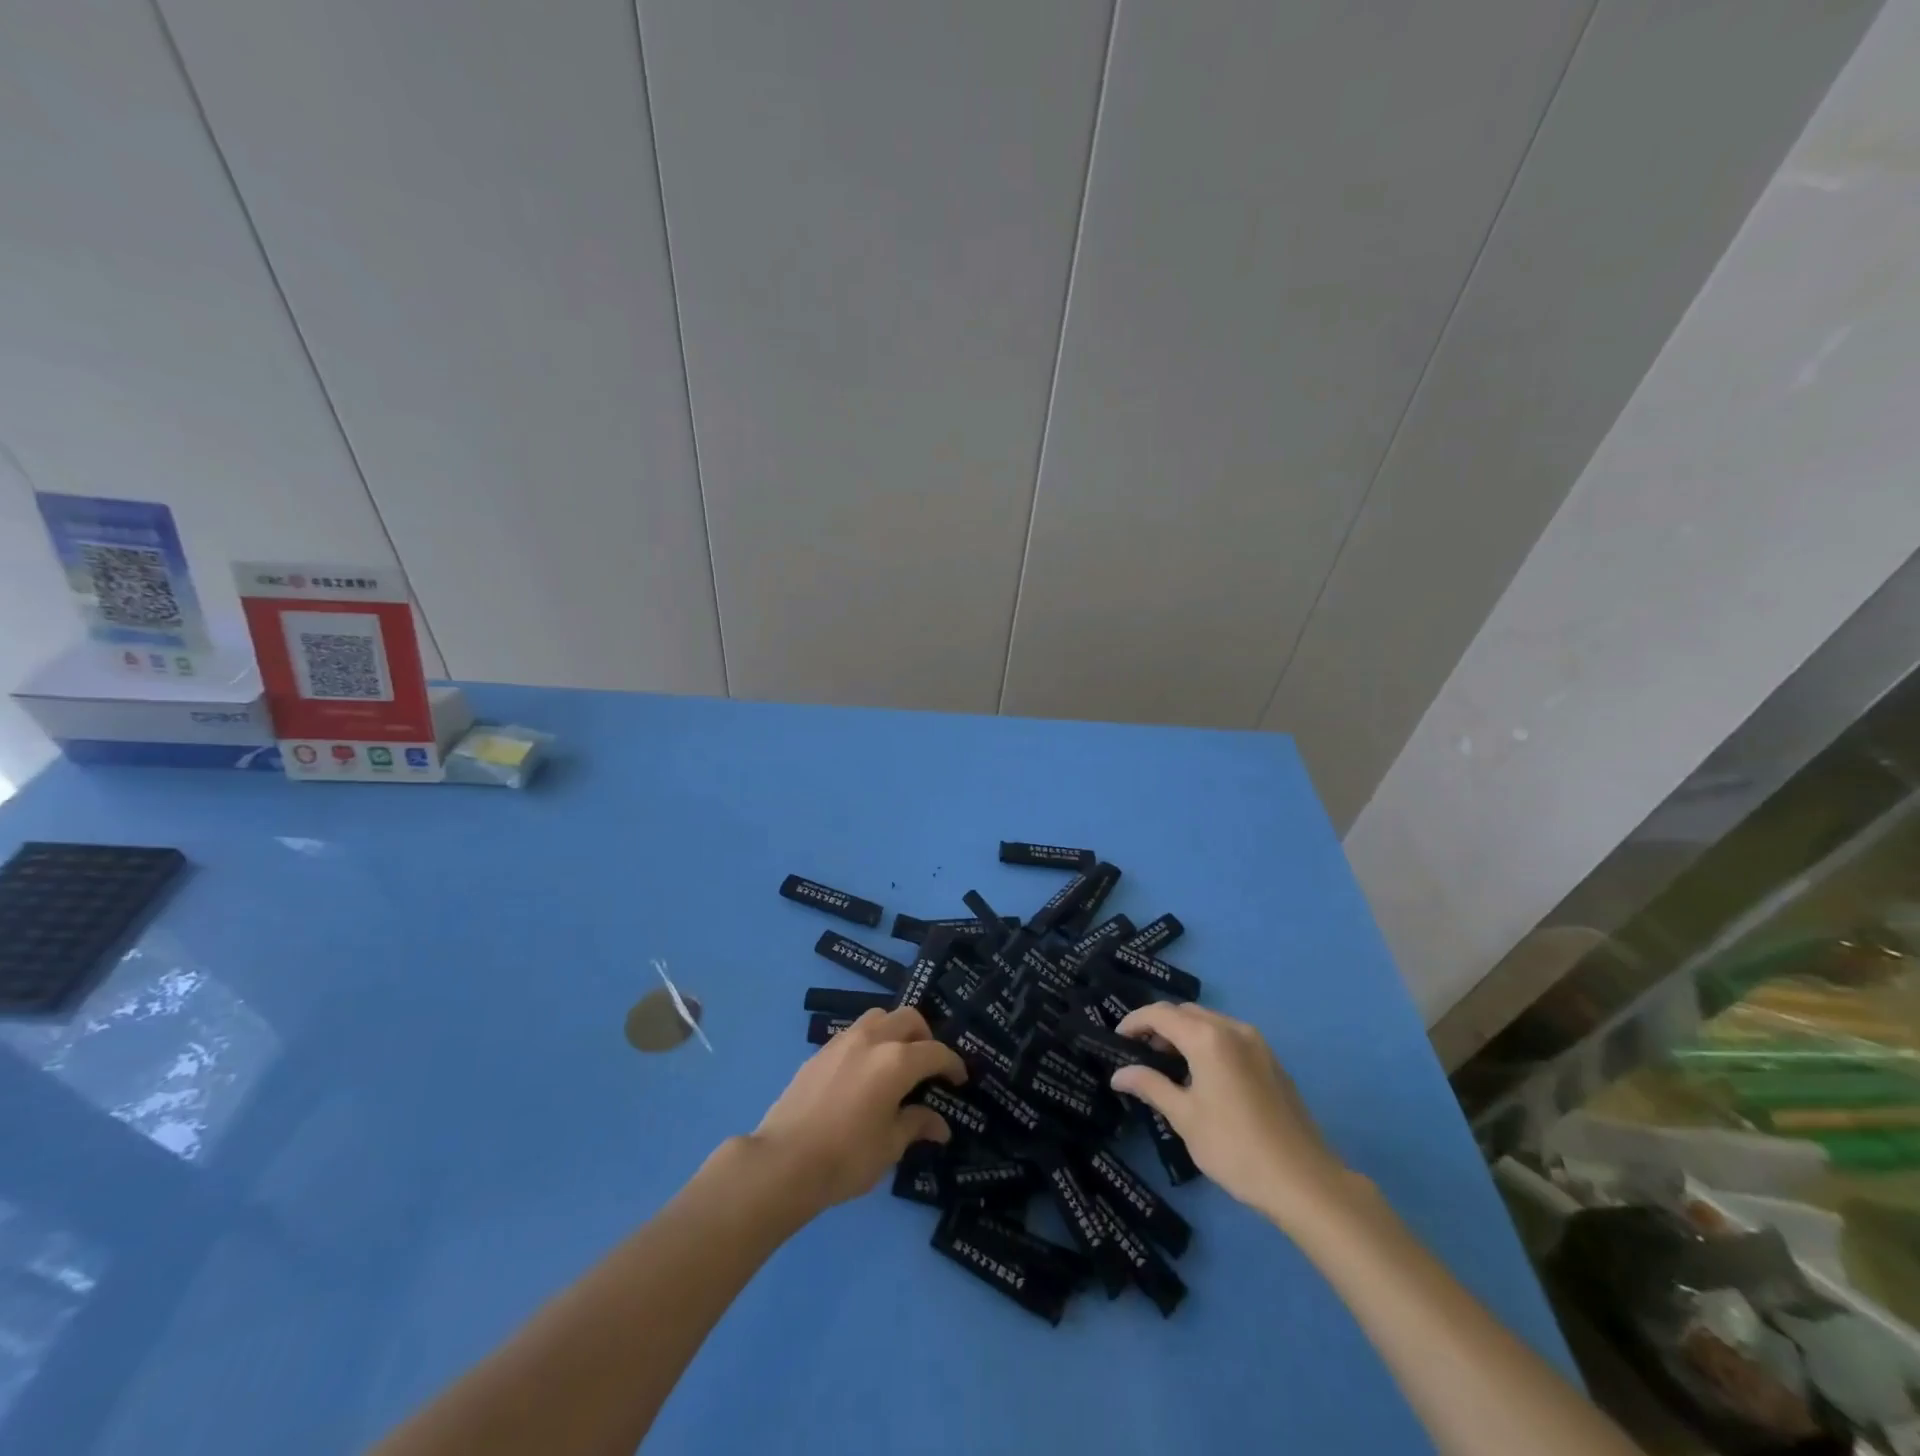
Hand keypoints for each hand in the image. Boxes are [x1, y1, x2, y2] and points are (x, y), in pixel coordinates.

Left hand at [751, 1006, 966, 1213]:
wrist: (783, 1162)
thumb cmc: (846, 1157)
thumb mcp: (889, 1146)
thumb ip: (916, 1125)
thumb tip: (940, 1125)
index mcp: (896, 1061)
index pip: (935, 1052)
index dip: (952, 1064)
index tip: (959, 1079)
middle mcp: (872, 1040)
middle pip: (908, 1018)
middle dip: (925, 1036)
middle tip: (928, 1065)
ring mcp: (842, 1042)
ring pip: (878, 1017)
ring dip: (895, 1030)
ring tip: (896, 1060)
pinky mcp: (819, 1052)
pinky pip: (854, 1033)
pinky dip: (869, 1042)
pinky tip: (864, 1072)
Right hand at [1108, 1002, 1351, 1231]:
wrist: (1304, 1181)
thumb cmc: (1235, 1147)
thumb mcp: (1184, 1117)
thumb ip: (1150, 1086)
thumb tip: (1119, 1074)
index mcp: (1208, 1037)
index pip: (1160, 1014)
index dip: (1134, 1022)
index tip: (1116, 1040)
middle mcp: (1232, 1028)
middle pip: (1185, 1013)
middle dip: (1159, 1026)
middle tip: (1139, 1054)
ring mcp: (1256, 1043)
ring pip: (1209, 1023)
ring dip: (1184, 1035)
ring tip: (1167, 1067)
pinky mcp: (1270, 1060)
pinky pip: (1228, 1038)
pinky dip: (1207, 1044)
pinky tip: (1201, 1077)